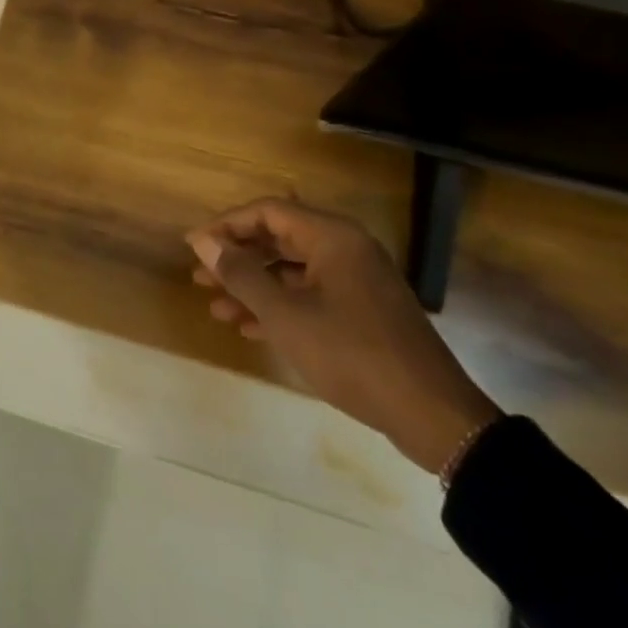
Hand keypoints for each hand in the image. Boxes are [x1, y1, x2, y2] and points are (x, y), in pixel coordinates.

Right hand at [186, 199, 499, 475]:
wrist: (433, 415)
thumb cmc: (352, 354)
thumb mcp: (286, 315)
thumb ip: (241, 275)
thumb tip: (203, 242)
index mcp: (332, 236)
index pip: (267, 211)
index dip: (225, 226)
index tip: (194, 247)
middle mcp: (346, 247)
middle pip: (279, 238)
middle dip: (237, 259)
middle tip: (199, 278)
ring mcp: (358, 280)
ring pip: (293, 271)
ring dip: (255, 287)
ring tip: (216, 308)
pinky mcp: (364, 310)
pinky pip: (311, 294)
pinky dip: (281, 306)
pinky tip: (250, 328)